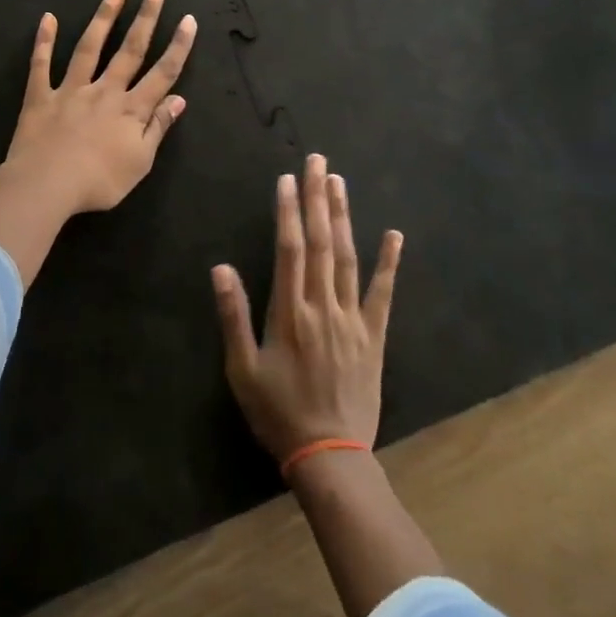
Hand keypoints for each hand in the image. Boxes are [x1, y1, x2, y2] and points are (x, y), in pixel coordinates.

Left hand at [4, 0, 196, 216]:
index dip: (178, 46)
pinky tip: (47, 18)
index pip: (162, 73)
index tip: (188, 19)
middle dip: (146, 17)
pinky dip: (44, 41)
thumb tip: (179, 99)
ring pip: (90, 47)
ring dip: (104, 18)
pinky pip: (41, 65)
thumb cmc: (98, 182)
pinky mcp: (41, 96)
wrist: (46, 186)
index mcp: (131, 109)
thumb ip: (158, 127)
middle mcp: (105, 91)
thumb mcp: (140, 162)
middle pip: (130, 49)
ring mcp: (71, 90)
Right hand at [212, 154, 402, 462]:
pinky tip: (394, 235)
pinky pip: (382, 293)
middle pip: (321, 242)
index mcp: (289, 312)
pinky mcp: (374, 336)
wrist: (330, 456)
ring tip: (339, 181)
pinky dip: (388, 263)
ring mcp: (352, 319)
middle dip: (317, 198)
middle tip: (318, 161)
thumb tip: (221, 268)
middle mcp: (323, 306)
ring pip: (348, 257)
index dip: (288, 211)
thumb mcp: (242, 369)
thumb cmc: (278, 412)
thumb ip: (233, 315)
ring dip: (343, 217)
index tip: (287, 179)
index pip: (290, 249)